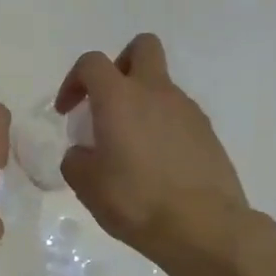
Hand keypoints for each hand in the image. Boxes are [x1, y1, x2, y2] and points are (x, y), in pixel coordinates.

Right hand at [56, 34, 252, 269]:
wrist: (204, 228)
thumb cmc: (136, 201)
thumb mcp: (87, 185)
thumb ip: (77, 159)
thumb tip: (84, 152)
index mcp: (120, 98)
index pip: (92, 63)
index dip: (73, 80)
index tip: (68, 112)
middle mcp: (156, 93)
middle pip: (142, 47)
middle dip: (120, 65)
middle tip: (107, 101)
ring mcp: (188, 111)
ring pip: (161, 86)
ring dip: (142, 103)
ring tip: (130, 147)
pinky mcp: (208, 133)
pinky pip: (178, 115)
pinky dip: (162, 127)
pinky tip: (156, 165)